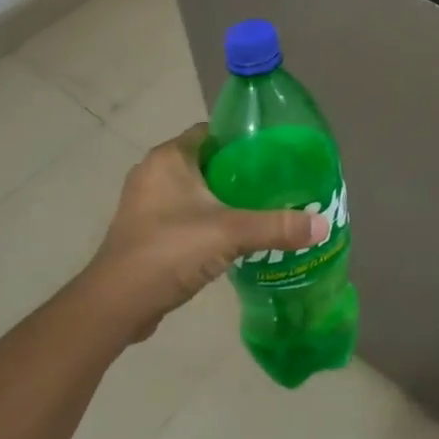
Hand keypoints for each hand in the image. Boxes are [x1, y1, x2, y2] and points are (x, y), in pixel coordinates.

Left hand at [81, 125, 326, 342]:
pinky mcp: (146, 231)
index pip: (214, 132)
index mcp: (169, 157)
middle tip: (278, 184)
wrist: (116, 306)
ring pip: (197, 190)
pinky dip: (209, 220)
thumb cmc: (169, 251)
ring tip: (264, 209)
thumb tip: (322, 225)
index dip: (245, 139)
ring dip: (226, 198)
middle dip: (242, 172)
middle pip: (209, 161)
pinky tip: (236, 236)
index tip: (277, 154)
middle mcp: (154, 172)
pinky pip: (186, 214)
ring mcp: (147, 204)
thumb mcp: (230, 233)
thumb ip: (276, 226)